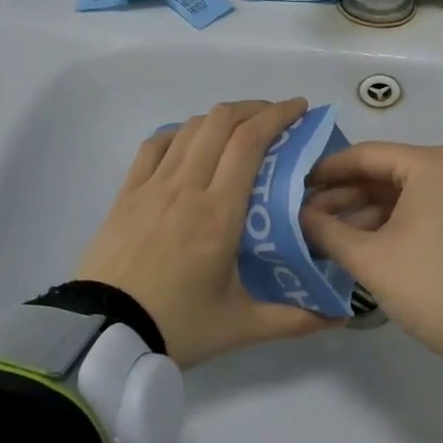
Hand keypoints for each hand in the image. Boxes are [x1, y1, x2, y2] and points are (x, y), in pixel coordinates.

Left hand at [73, 99, 334, 368]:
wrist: (102, 335)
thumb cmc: (177, 325)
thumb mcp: (241, 326)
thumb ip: (294, 320)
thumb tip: (341, 316)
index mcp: (219, 212)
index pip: (249, 142)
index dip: (277, 115)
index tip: (300, 109)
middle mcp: (186, 186)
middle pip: (220, 121)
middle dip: (254, 108)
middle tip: (278, 118)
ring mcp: (151, 186)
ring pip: (188, 128)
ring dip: (220, 117)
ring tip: (241, 129)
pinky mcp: (126, 193)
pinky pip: (154, 145)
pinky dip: (180, 133)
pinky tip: (190, 142)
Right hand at [299, 142, 442, 355]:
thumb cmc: (428, 284)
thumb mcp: (369, 258)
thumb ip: (325, 230)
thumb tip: (297, 215)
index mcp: (432, 164)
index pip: (365, 155)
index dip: (325, 170)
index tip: (294, 186)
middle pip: (383, 172)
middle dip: (342, 195)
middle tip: (304, 216)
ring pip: (400, 192)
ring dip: (362, 211)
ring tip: (323, 232)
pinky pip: (419, 207)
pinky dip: (388, 221)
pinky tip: (356, 240)